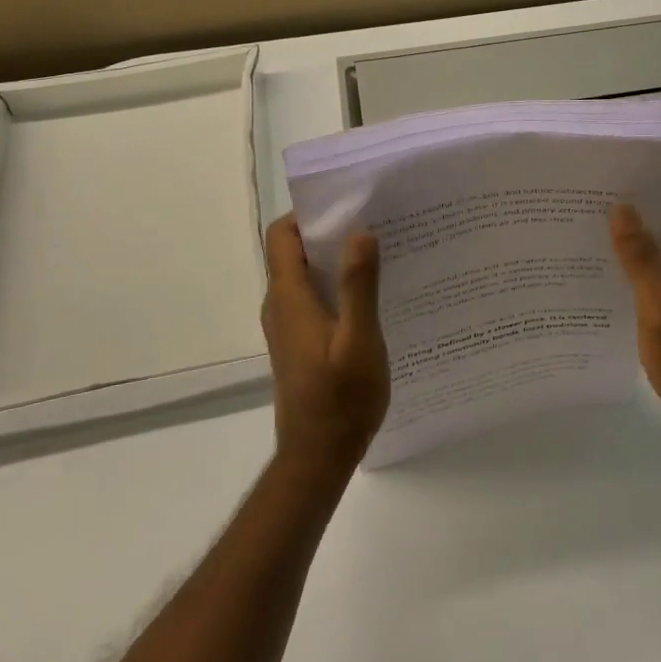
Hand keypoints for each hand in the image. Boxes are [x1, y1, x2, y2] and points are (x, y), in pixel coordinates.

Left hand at [260, 216, 391, 475]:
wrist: (318, 456)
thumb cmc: (340, 399)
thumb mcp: (359, 340)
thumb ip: (358, 286)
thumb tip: (360, 232)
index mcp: (289, 297)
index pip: (282, 235)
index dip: (308, 213)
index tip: (347, 204)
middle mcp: (280, 305)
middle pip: (294, 251)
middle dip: (329, 232)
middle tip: (374, 224)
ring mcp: (287, 325)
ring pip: (305, 276)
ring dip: (335, 260)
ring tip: (379, 253)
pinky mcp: (298, 342)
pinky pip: (312, 298)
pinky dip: (335, 286)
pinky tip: (371, 296)